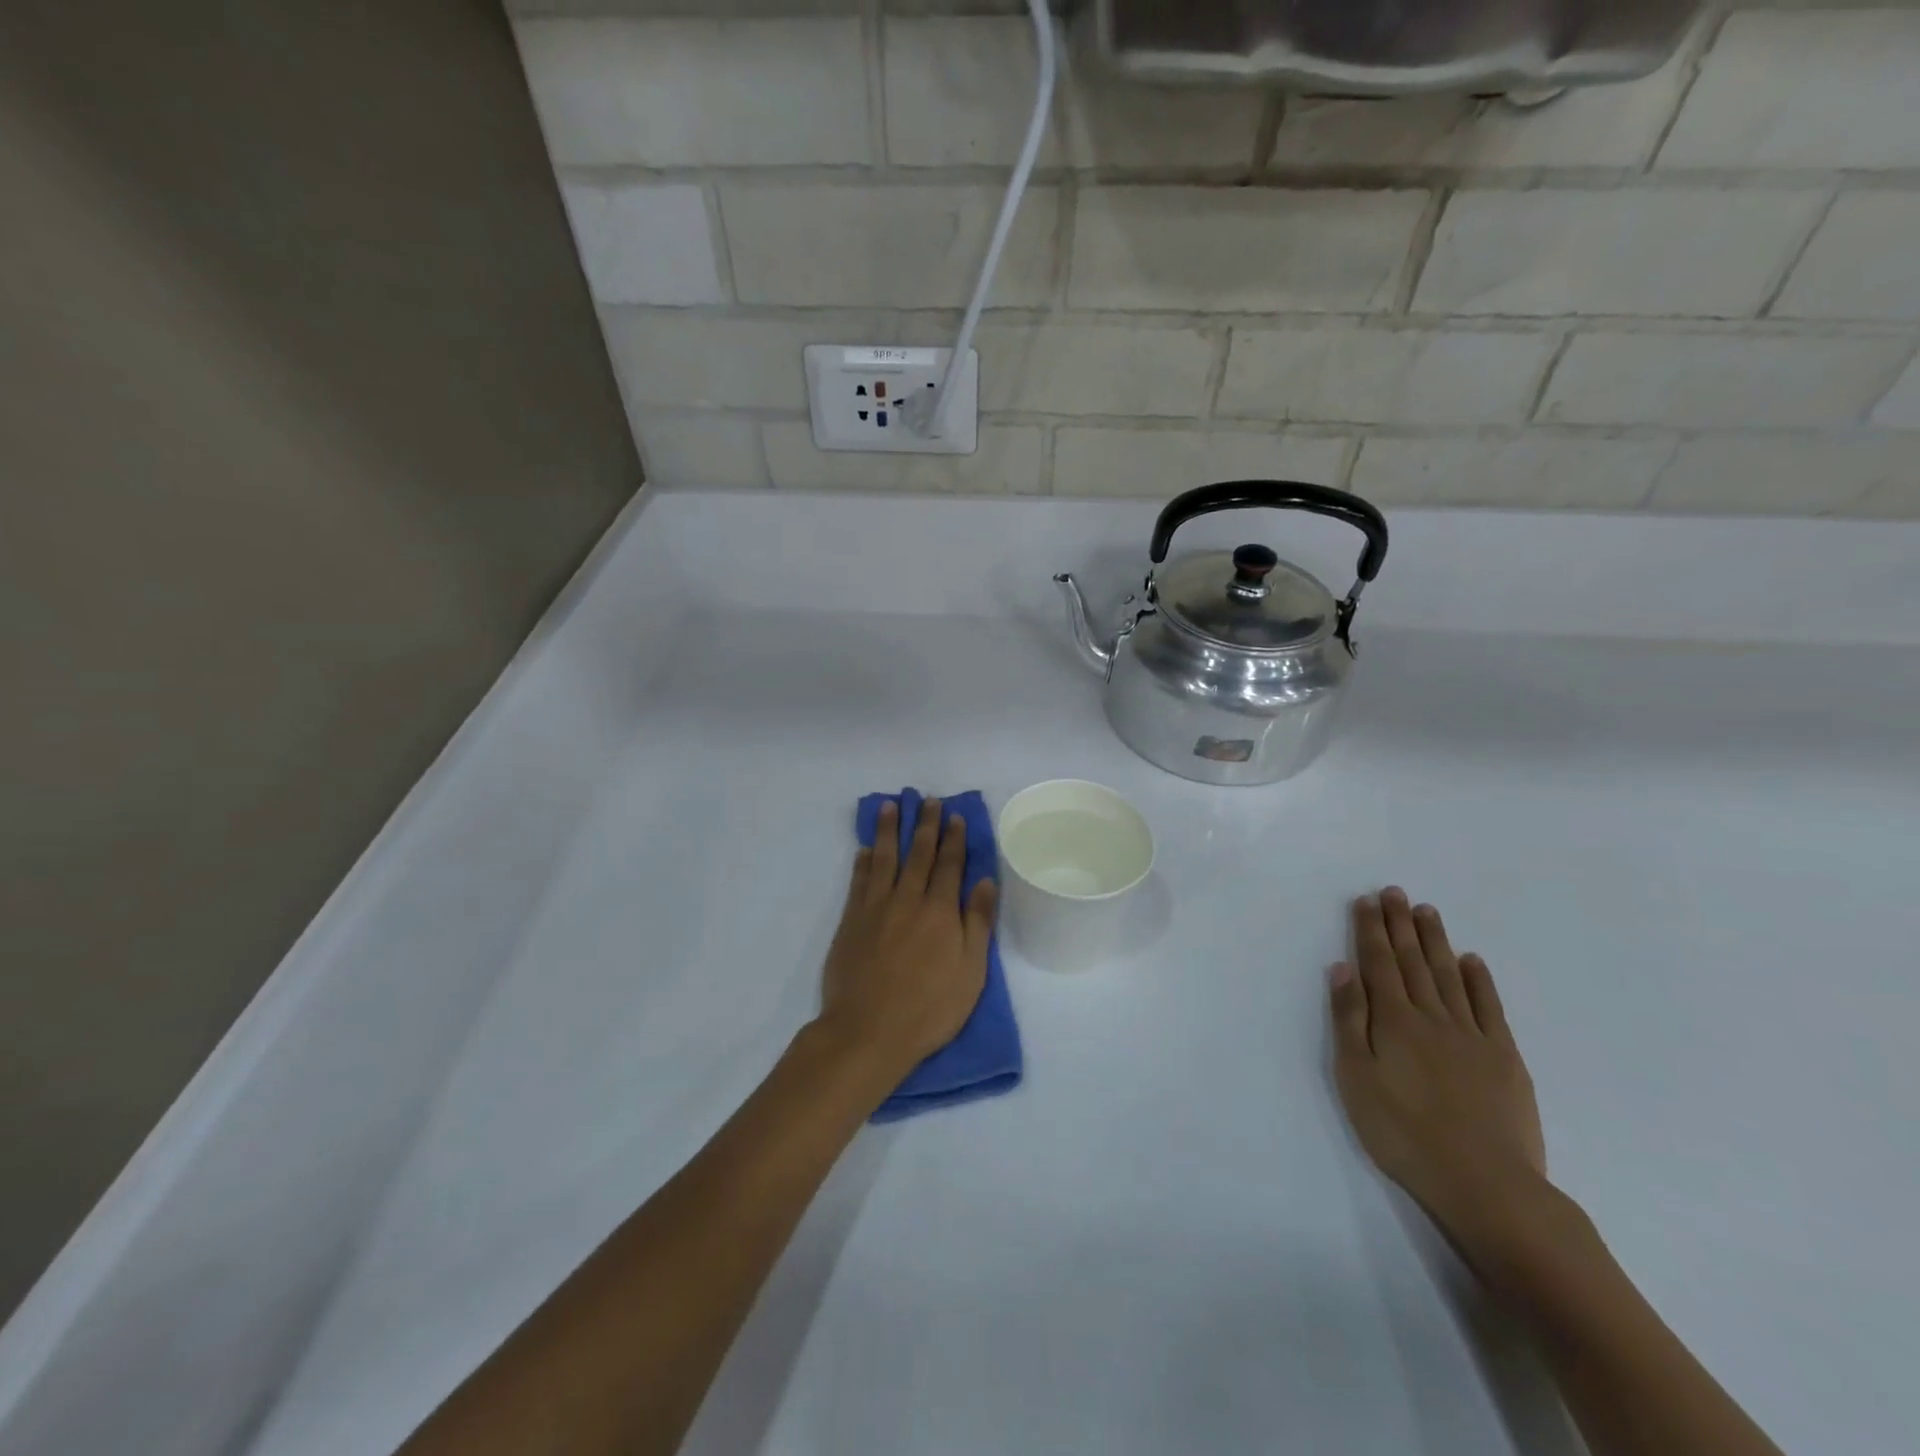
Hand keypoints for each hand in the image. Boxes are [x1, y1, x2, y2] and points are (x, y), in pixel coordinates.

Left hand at [817, 799, 998, 1086]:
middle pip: (918, 854)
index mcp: (940, 912)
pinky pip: (859, 881)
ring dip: (889, 830)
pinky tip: (866, 848)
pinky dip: (864, 862)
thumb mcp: (970, 972)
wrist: (867, 1031)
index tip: (955, 816)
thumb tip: (984, 881)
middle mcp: (907, 900)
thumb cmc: (928, 1008)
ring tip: (890, 805)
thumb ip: (977, 923)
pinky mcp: (851, 922)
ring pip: (884, 859)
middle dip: (925, 825)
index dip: (954, 839)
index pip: (949, 865)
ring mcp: (875, 909)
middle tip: (927, 799)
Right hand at [1329, 888, 1547, 1259]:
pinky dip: (1479, 980)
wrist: (1486, 1183)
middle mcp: (1432, 1016)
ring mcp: (1472, 1034)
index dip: (1371, 930)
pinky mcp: (1504, 1057)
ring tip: (1427, 911)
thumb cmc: (1403, 1132)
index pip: (1378, 963)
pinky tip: (1471, 961)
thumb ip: (1349, 1019)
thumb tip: (1342, 968)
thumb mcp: (1356, 1077)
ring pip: (1449, 975)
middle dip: (1400, 924)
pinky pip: (1489, 1007)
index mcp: (1393, 1020)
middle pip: (1412, 960)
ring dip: (1435, 941)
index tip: (1367, 900)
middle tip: (1395, 891)